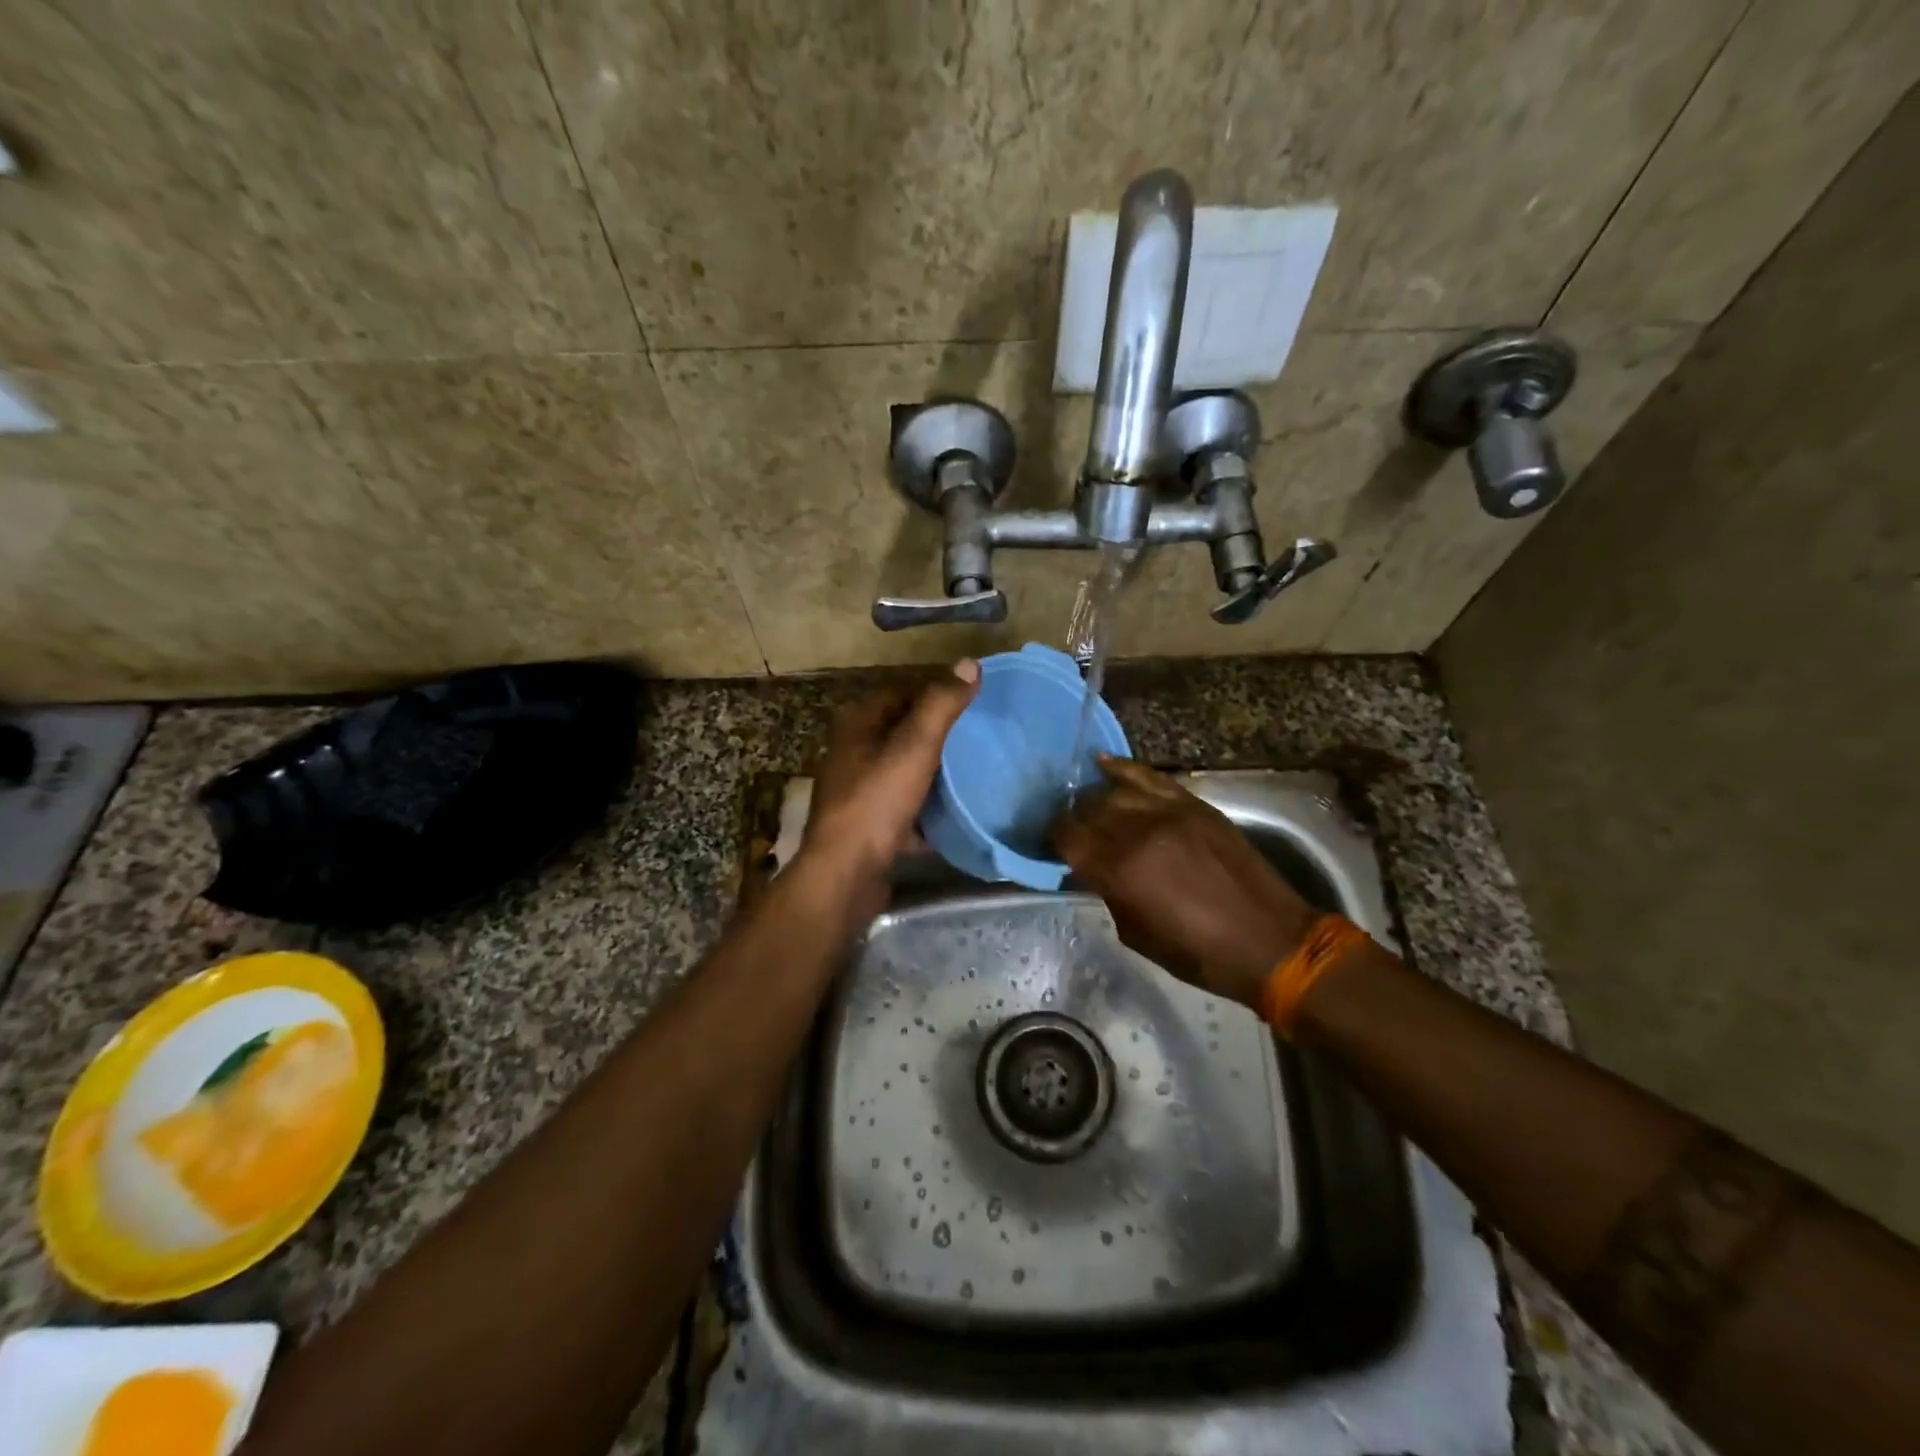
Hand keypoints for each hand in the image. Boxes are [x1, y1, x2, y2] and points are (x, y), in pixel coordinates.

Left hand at [800, 662, 979, 921]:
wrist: (847, 874)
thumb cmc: (877, 801)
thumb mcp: (914, 746)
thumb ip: (941, 705)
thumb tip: (969, 663)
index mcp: (856, 727)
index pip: (897, 694)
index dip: (931, 693)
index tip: (968, 702)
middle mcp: (852, 756)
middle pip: (899, 735)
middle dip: (934, 736)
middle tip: (976, 737)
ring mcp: (858, 794)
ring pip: (902, 774)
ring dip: (931, 774)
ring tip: (971, 773)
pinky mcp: (868, 829)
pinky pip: (903, 812)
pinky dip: (926, 813)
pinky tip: (954, 817)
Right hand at [1052, 756, 1316, 1008]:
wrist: (1271, 942)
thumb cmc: (1199, 953)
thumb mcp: (1136, 934)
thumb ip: (1108, 893)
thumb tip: (1090, 872)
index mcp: (1120, 871)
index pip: (1067, 838)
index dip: (1051, 840)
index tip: (1049, 847)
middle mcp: (1139, 832)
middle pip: (1087, 809)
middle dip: (1071, 819)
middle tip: (1068, 831)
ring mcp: (1169, 812)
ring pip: (1114, 791)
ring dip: (1094, 799)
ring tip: (1087, 807)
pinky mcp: (1194, 805)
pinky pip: (1150, 777)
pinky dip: (1123, 769)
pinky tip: (1103, 763)